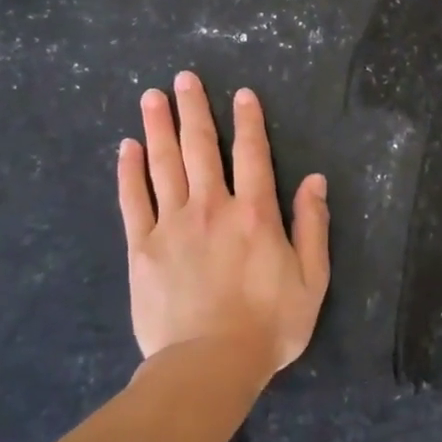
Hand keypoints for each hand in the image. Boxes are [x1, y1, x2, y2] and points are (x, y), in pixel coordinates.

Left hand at [117, 71, 329, 375]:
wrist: (210, 363)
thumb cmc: (270, 324)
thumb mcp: (312, 278)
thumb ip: (313, 226)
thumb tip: (315, 180)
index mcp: (255, 214)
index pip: (252, 155)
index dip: (248, 121)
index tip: (241, 93)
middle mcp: (212, 208)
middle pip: (200, 148)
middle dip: (194, 110)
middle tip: (184, 78)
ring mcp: (172, 225)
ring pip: (164, 165)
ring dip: (159, 128)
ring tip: (153, 96)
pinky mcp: (142, 247)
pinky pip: (133, 200)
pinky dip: (129, 171)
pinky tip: (126, 147)